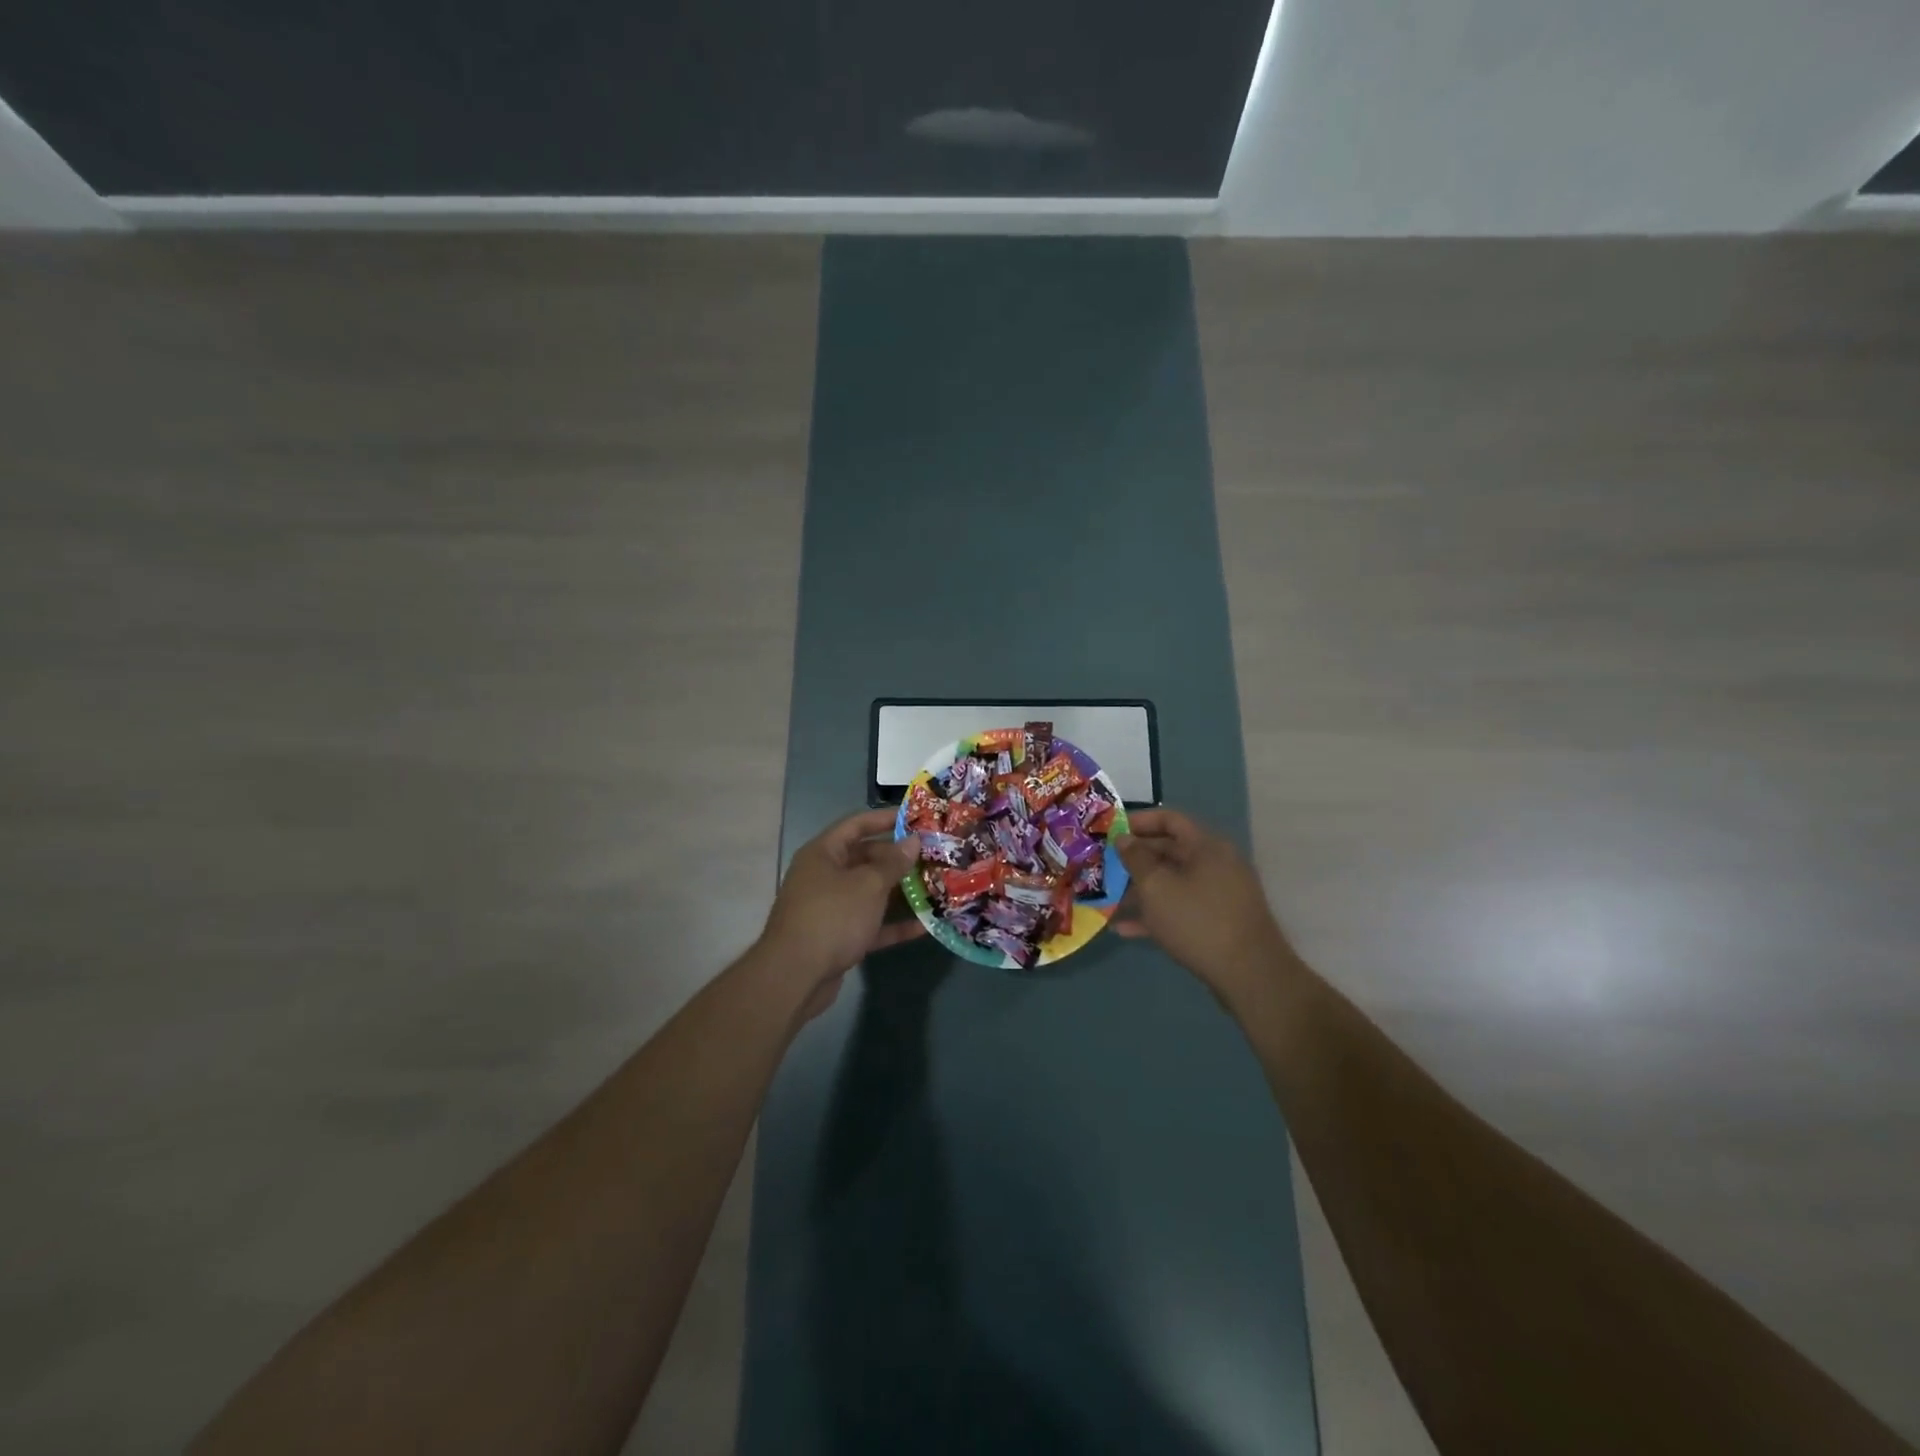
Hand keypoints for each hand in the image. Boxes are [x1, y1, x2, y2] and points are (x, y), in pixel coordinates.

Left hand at [758, 808, 924, 1013]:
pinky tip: (924, 926)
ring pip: (870, 893)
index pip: (857, 825)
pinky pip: (870, 924)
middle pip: (866, 859)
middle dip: (899, 859)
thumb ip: (893, 863)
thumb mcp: (868, 885)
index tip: (917, 818)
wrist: (795, 977)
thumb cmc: (832, 917)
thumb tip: (913, 841)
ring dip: (900, 892)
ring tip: (935, 887)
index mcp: (823, 854)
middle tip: (933, 856)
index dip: (886, 818)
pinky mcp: (838, 938)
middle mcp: (824, 876)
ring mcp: (831, 908)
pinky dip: (893, 924)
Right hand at [1114, 809, 1293, 998]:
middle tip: (1103, 866)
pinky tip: (1124, 929)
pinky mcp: (1217, 922)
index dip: (1138, 821)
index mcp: (1207, 846)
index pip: (1169, 819)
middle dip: (1135, 859)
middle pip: (1169, 851)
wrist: (1250, 976)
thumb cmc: (1198, 921)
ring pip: (1173, 882)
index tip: (1110, 831)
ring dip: (1140, 889)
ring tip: (1108, 898)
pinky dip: (1155, 914)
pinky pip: (1181, 908)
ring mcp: (1219, 895)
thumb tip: (1123, 838)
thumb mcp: (1157, 887)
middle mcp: (1216, 864)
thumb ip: (1136, 858)